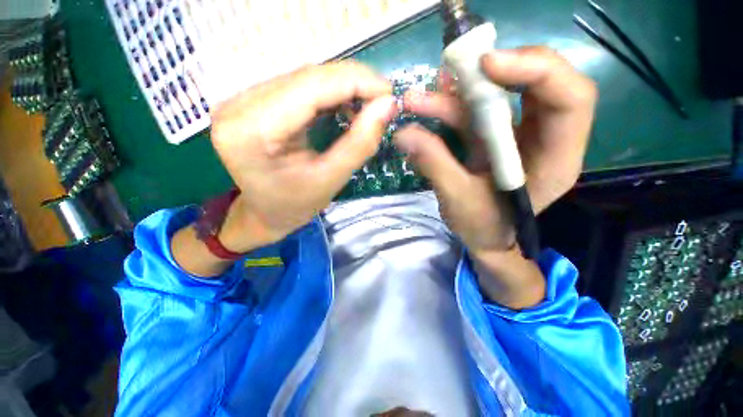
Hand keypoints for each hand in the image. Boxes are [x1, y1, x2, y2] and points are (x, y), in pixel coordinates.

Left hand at [210, 62, 395, 252]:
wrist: (263, 213)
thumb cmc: (294, 206)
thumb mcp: (330, 180)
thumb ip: (360, 143)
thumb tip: (387, 106)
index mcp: (252, 130)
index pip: (311, 87)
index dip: (356, 82)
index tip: (389, 94)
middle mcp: (239, 104)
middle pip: (307, 77)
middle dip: (353, 84)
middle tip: (383, 100)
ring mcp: (243, 99)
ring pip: (304, 78)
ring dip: (342, 87)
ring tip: (368, 105)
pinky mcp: (253, 101)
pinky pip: (298, 87)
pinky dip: (328, 93)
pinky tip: (345, 106)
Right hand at [395, 46, 596, 255]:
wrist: (486, 240)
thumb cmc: (483, 228)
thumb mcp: (458, 200)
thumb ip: (434, 163)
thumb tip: (403, 133)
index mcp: (555, 159)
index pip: (570, 98)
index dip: (535, 70)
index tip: (487, 65)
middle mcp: (545, 138)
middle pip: (540, 83)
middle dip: (497, 71)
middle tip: (456, 68)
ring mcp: (519, 136)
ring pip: (501, 96)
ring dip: (460, 92)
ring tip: (420, 97)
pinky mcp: (496, 139)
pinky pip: (479, 113)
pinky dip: (453, 106)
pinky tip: (429, 105)